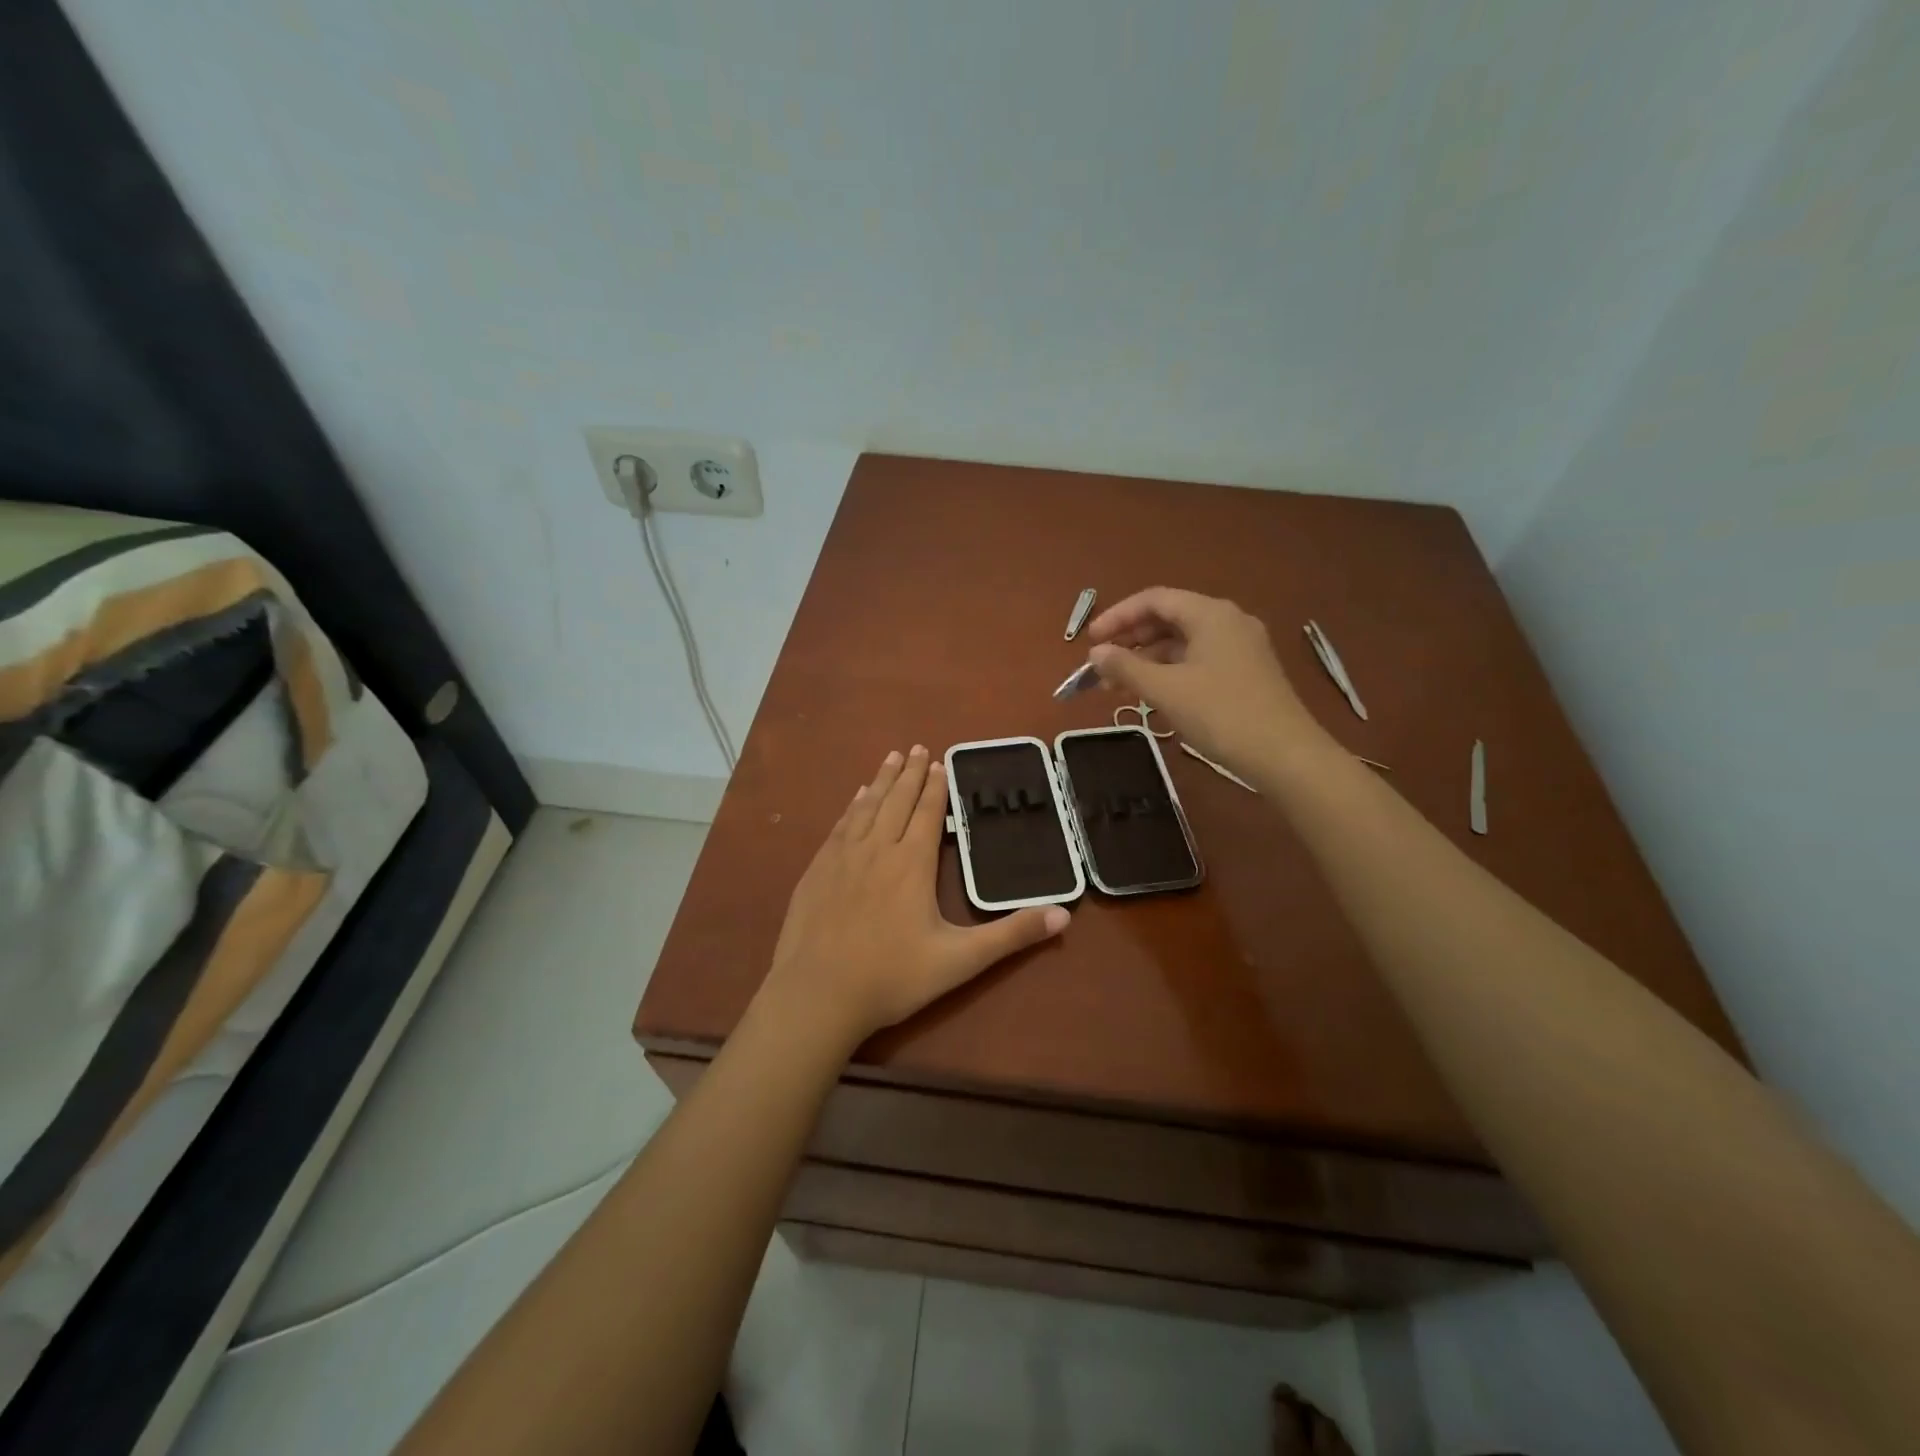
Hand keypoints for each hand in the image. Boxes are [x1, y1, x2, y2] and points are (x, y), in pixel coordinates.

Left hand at [760, 745, 1069, 1052]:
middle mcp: (877, 849)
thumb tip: (1064, 914)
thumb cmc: (892, 977)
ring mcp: (842, 857)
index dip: (935, 787)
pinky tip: (855, 798)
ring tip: (890, 757)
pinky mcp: (817, 870)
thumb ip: (1011, 935)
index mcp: (911, 863)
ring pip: (866, 807)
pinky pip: (840, 825)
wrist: (818, 995)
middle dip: (909, 773)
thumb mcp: (960, 960)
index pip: (926, 813)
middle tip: (916, 747)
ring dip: (881, 780)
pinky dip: (852, 806)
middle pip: (896, 800)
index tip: (939, 762)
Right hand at [1085, 588, 1329, 779]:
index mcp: (1210, 613)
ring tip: (1119, 686)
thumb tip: (1096, 654)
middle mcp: (1228, 621)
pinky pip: (1198, 659)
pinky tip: (1153, 693)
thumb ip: (1126, 667)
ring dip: (1148, 659)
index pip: (1154, 600)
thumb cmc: (1221, 714)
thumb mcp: (1166, 690)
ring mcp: (1241, 647)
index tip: (1090, 642)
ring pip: (1183, 642)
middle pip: (1168, 618)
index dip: (1117, 616)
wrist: (1285, 755)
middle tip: (1102, 666)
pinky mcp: (1246, 672)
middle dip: (1131, 640)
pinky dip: (1170, 671)